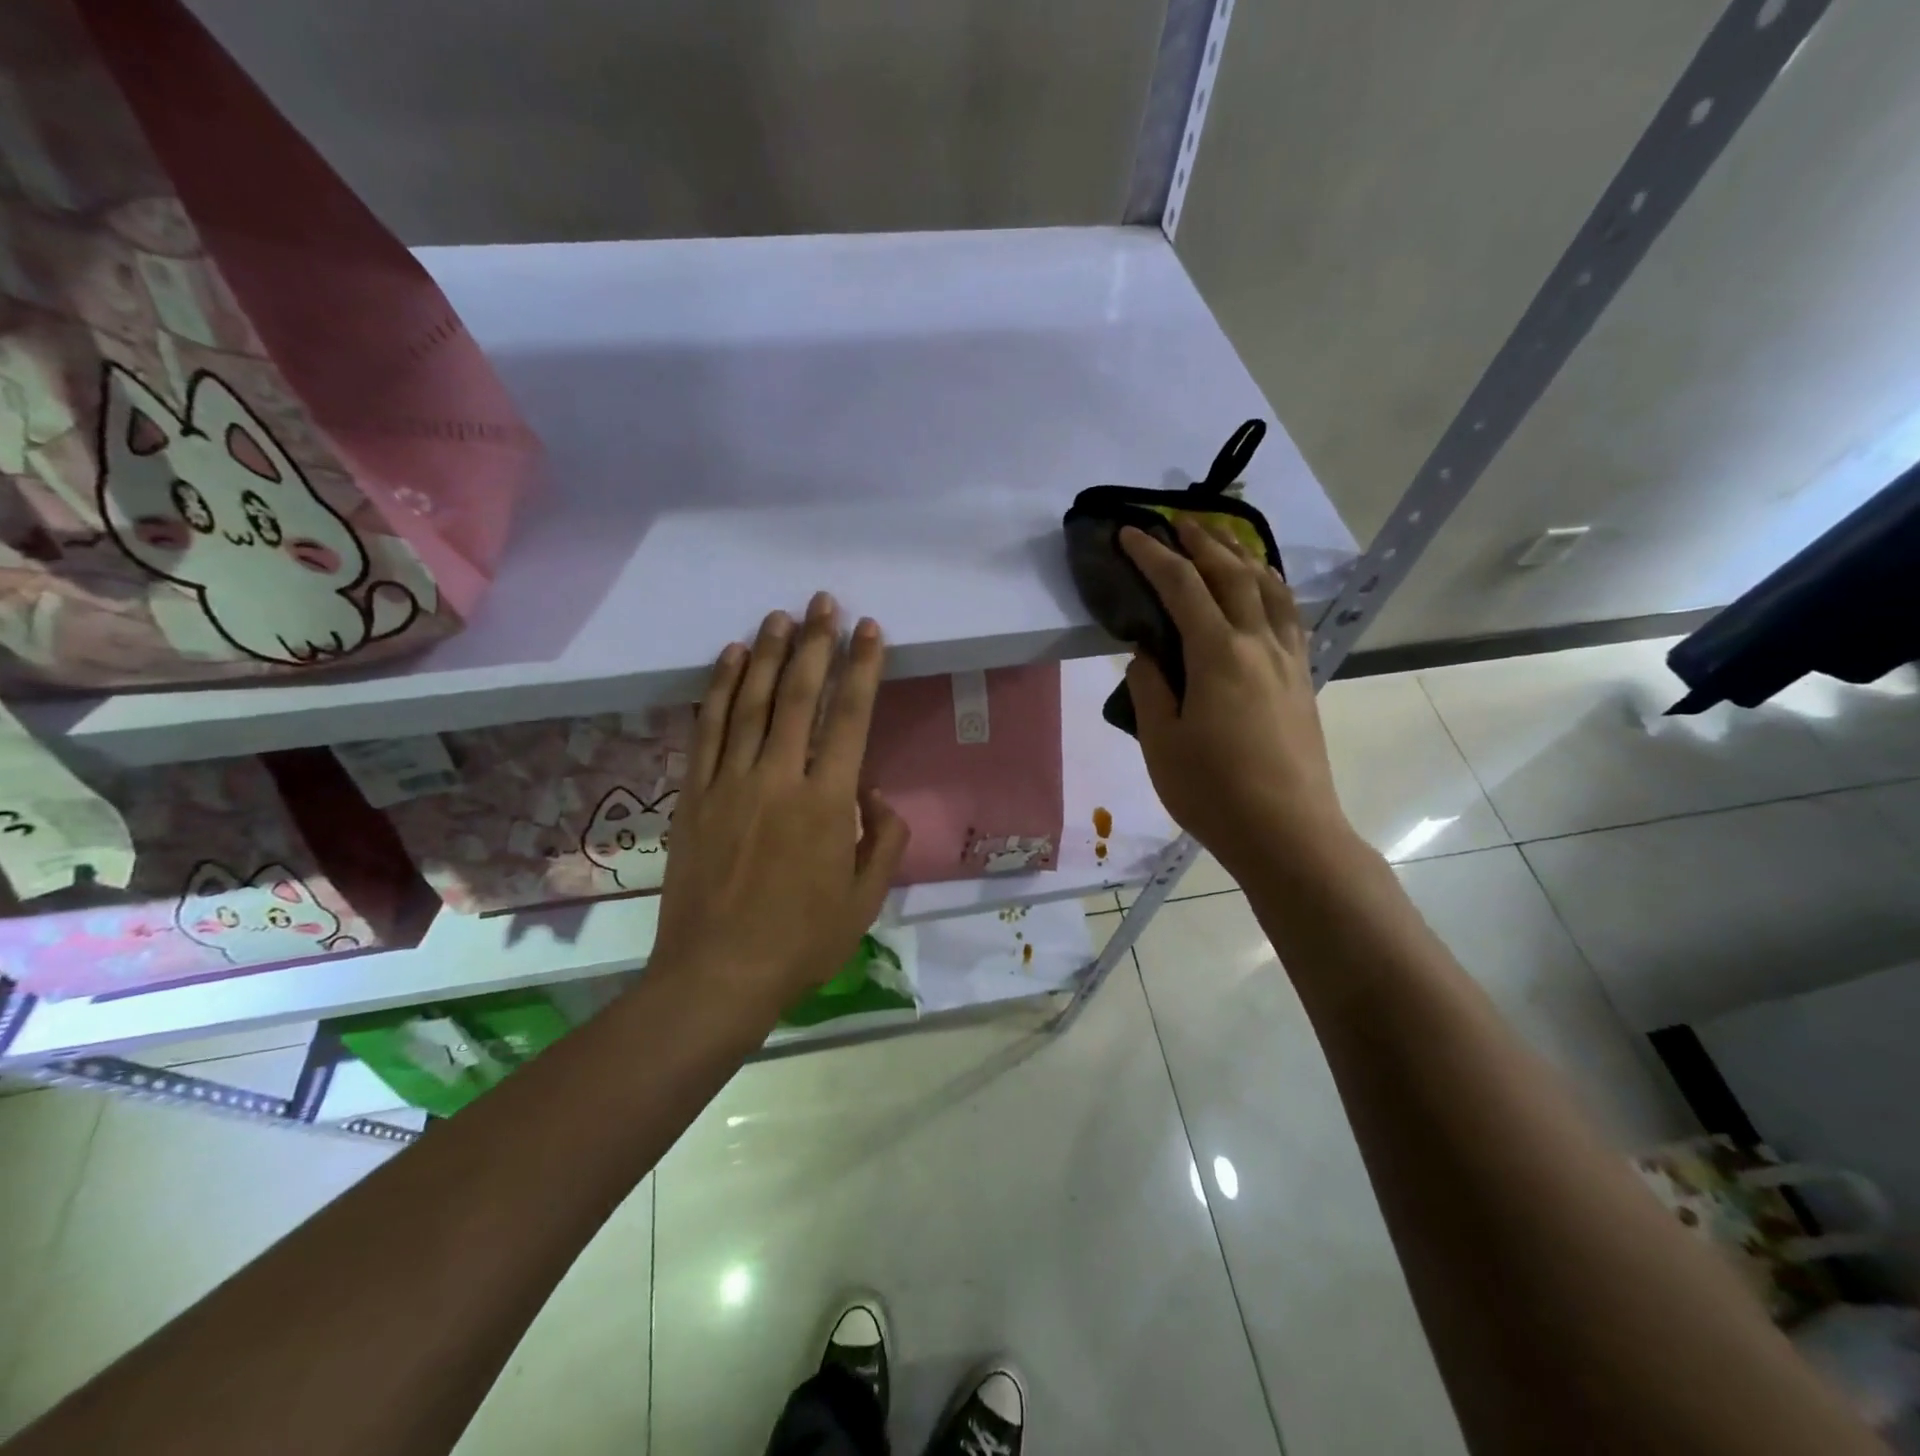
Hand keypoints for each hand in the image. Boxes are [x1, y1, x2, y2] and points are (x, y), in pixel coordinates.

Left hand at [651, 592, 909, 1009]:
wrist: (716, 975)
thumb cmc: (801, 942)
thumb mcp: (865, 900)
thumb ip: (882, 840)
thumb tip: (875, 795)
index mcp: (827, 803)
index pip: (850, 718)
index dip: (863, 668)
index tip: (870, 630)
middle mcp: (778, 779)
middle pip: (800, 696)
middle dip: (816, 644)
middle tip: (823, 603)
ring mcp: (729, 783)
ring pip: (752, 703)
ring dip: (768, 655)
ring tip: (780, 617)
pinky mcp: (694, 795)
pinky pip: (708, 730)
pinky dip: (719, 690)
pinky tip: (730, 660)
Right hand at [1119, 516, 1353, 874]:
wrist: (1288, 832)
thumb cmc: (1213, 791)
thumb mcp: (1160, 742)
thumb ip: (1149, 689)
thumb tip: (1147, 654)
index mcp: (1218, 655)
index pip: (1182, 588)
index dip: (1153, 556)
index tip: (1130, 533)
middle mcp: (1259, 644)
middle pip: (1233, 575)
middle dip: (1203, 542)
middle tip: (1177, 521)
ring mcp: (1288, 661)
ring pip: (1271, 589)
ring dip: (1244, 557)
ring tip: (1225, 542)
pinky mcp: (1304, 681)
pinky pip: (1290, 617)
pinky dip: (1273, 590)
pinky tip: (1266, 594)